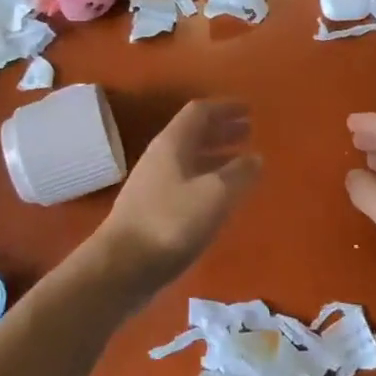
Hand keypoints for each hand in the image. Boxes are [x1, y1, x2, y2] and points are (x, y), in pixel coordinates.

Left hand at [92, 99, 260, 302]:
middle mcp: (161, 158)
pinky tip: (219, 196)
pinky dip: (207, 180)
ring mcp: (153, 185)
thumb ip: (239, 173)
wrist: (121, 268)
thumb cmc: (170, 223)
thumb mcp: (214, 195)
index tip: (249, 110)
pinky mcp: (152, 210)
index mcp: (173, 144)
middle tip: (249, 132)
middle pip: (194, 134)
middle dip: (222, 130)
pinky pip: (186, 182)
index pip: (200, 112)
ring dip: (216, 155)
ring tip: (241, 162)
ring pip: (190, 159)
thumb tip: (255, 157)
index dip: (225, 108)